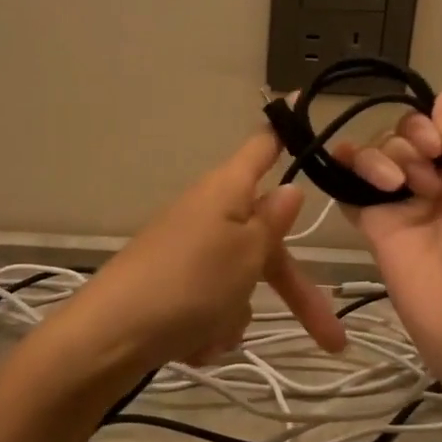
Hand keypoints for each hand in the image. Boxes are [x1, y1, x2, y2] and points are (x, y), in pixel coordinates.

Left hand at [65, 130, 348, 371]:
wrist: (109, 338)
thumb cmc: (189, 284)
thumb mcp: (246, 253)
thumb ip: (273, 223)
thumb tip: (289, 190)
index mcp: (226, 191)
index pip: (263, 148)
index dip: (284, 130)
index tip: (297, 96)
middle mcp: (207, 215)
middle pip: (264, 243)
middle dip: (294, 293)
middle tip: (332, 340)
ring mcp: (186, 253)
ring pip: (237, 284)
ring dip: (234, 315)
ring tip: (211, 333)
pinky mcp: (169, 289)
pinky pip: (209, 307)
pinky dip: (207, 329)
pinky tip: (191, 345)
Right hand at [334, 90, 441, 385]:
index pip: (433, 127)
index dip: (426, 127)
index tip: (435, 148)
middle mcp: (434, 183)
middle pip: (399, 138)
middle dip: (408, 147)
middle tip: (428, 183)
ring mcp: (401, 207)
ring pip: (374, 158)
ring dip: (381, 159)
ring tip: (397, 189)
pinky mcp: (374, 231)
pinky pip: (349, 192)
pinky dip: (342, 171)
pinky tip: (339, 162)